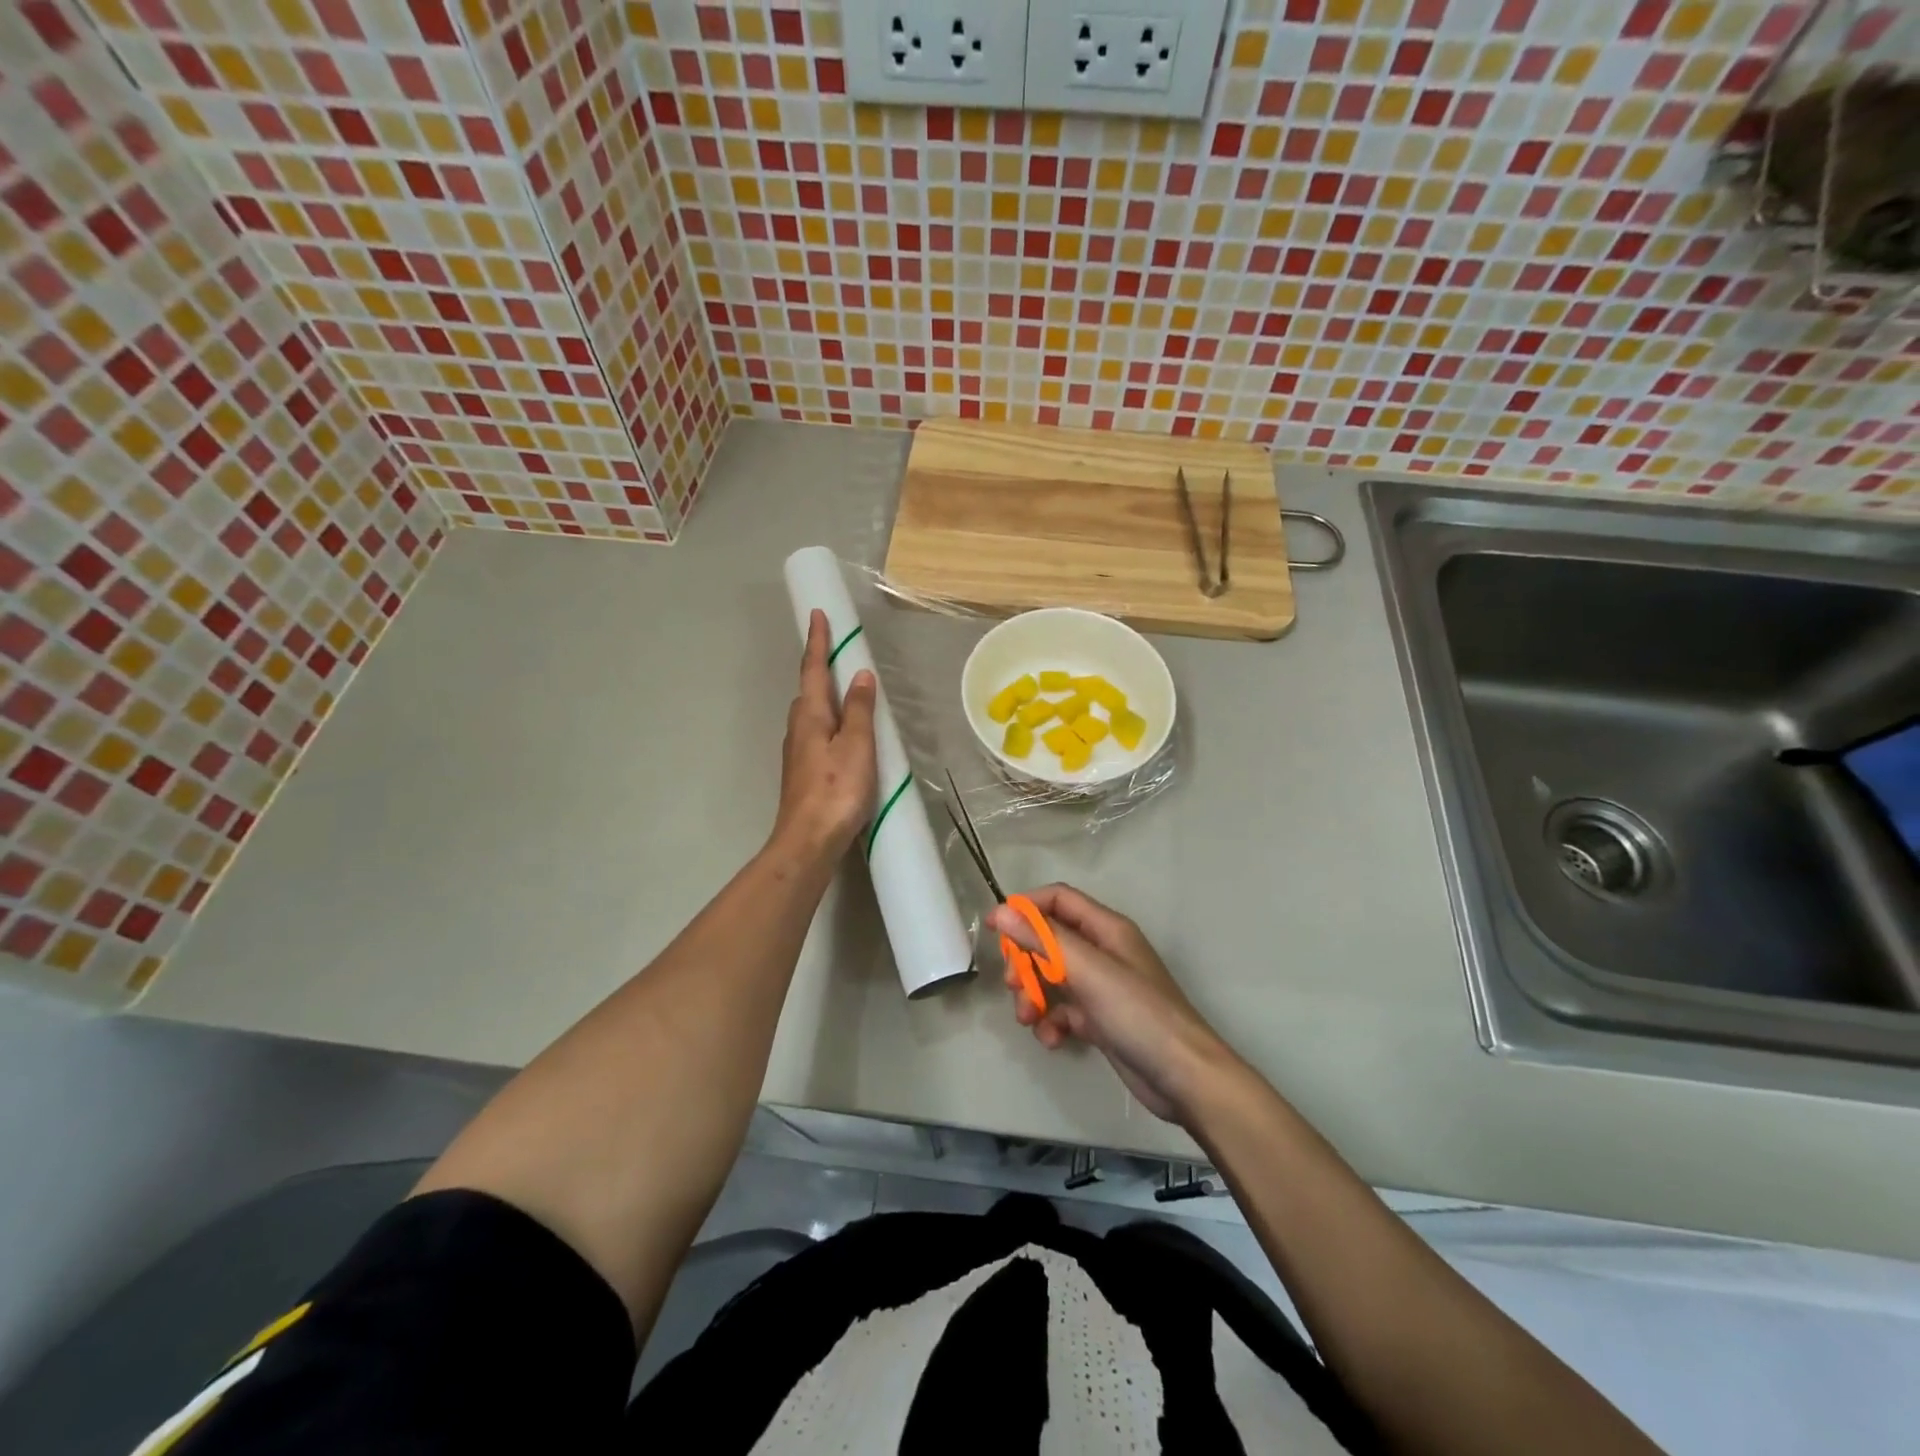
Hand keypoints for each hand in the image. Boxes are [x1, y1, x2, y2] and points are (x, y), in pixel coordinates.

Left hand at [774, 609, 877, 857]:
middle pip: (809, 690)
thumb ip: (859, 710)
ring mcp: (798, 752)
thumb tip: (861, 675)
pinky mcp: (803, 771)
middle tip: (836, 648)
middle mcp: (798, 728)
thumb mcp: (856, 746)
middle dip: (820, 666)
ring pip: (811, 713)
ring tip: (844, 687)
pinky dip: (829, 720)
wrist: (808, 840)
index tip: (817, 614)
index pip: (814, 669)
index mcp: (811, 716)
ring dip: (825, 694)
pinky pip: (817, 732)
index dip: (818, 642)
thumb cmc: (836, 790)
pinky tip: (841, 732)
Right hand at [988, 884, 1239, 1122]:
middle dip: (1025, 960)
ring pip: (1052, 978)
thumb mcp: (1088, 971)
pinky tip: (1052, 1040)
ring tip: (1029, 1019)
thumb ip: (1043, 939)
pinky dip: (1051, 1022)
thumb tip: (1001, 912)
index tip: (996, 929)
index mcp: (1106, 929)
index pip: (1058, 900)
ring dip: (1033, 995)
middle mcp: (1103, 952)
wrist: (1184, 1078)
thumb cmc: (1139, 1013)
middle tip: (1013, 984)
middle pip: (1050, 940)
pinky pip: (1063, 1010)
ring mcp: (1102, 987)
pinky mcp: (1100, 1020)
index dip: (1026, 908)